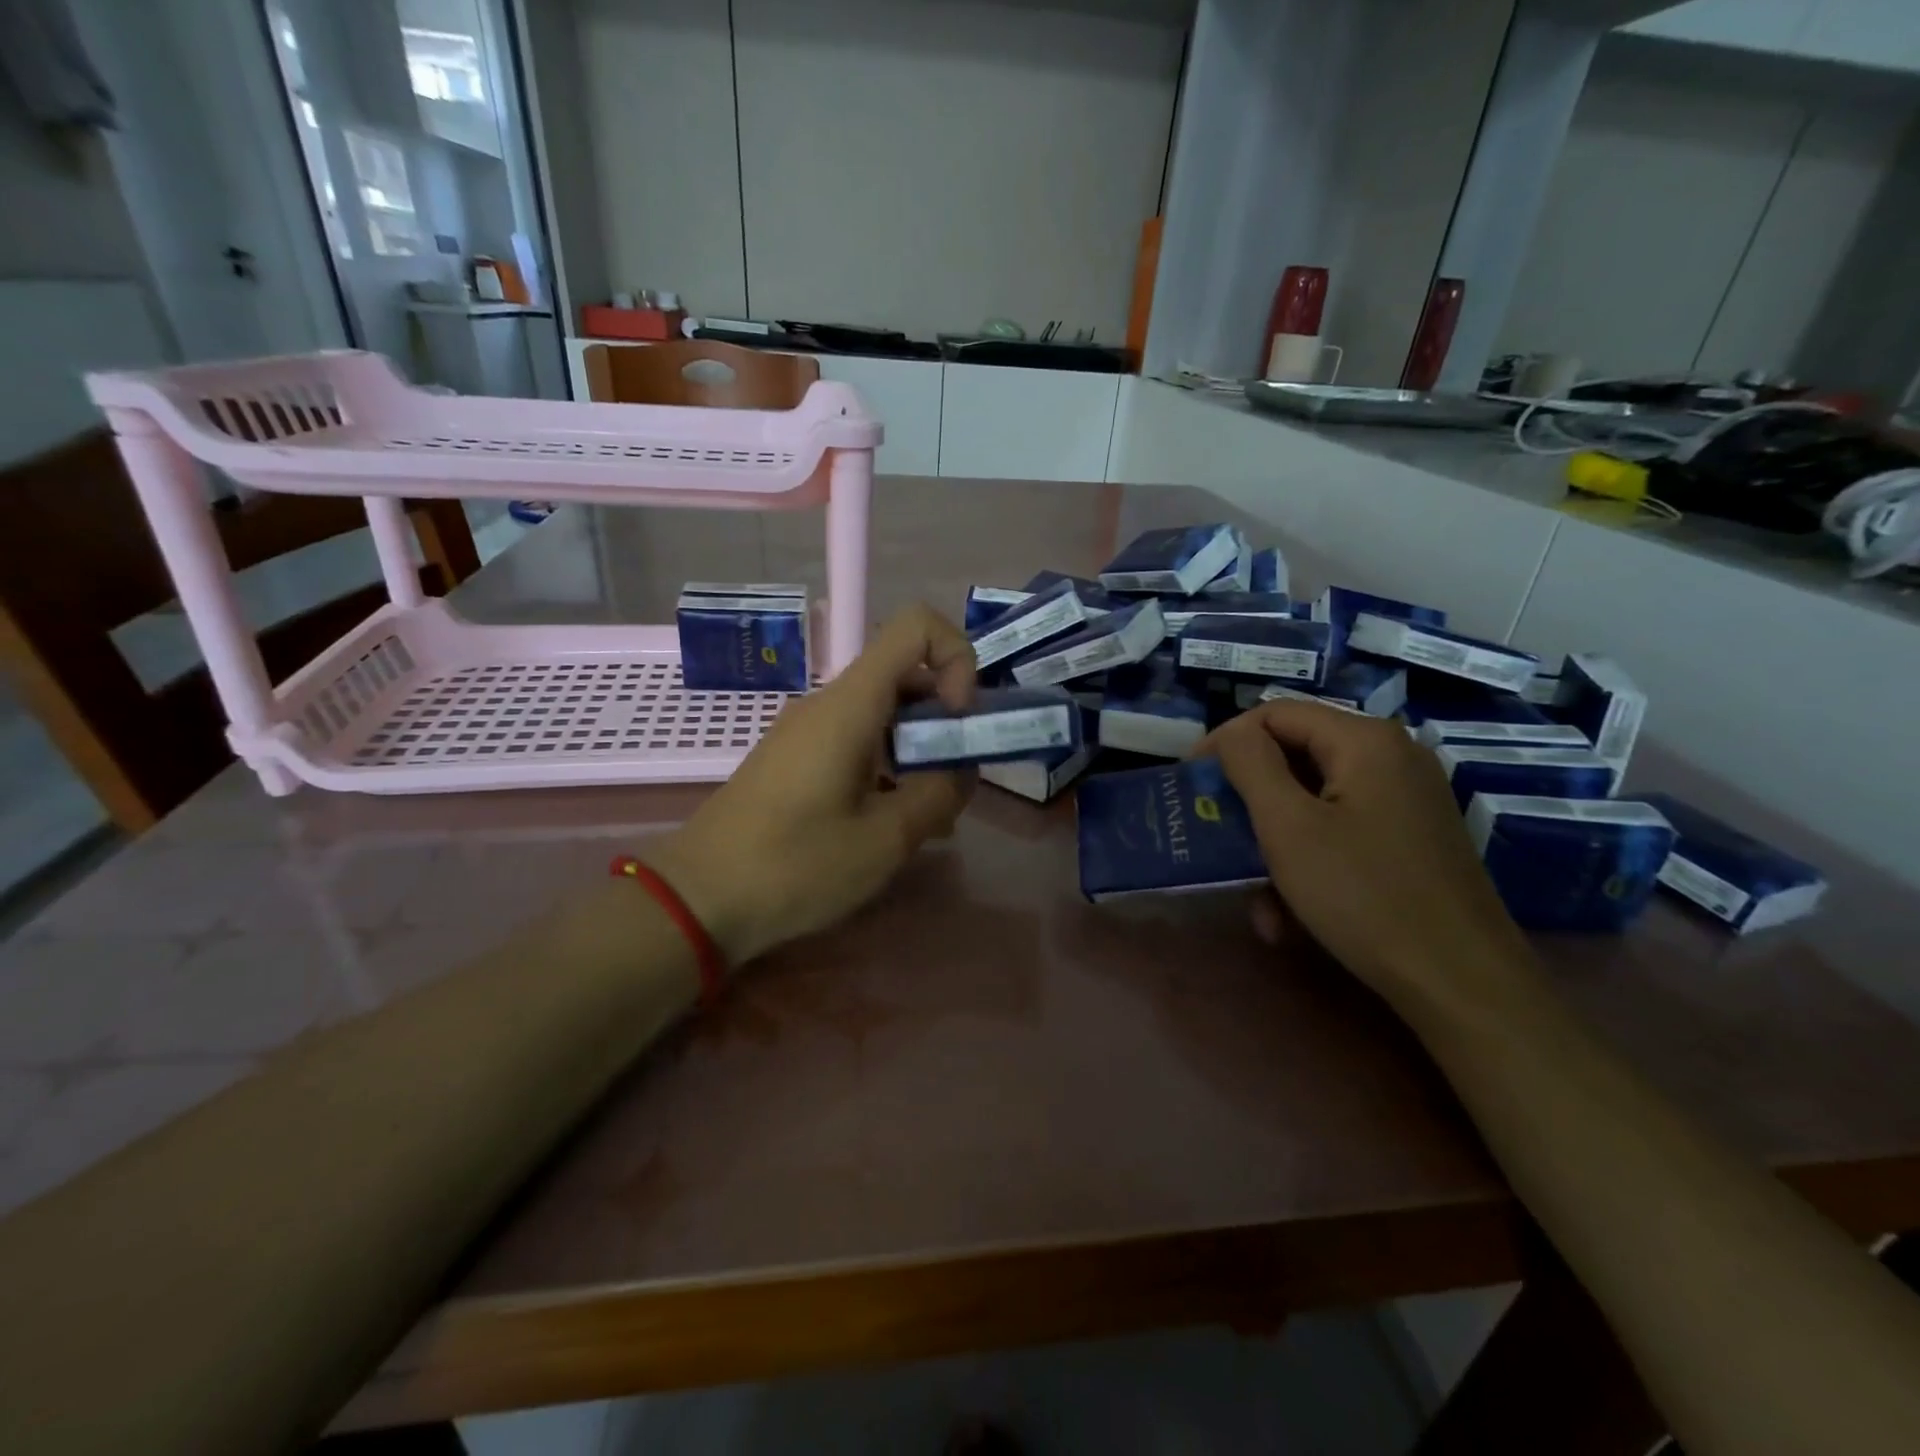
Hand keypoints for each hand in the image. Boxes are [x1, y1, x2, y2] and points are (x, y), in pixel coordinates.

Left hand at [648, 604, 976, 966]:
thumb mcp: (885, 838)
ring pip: (884, 713)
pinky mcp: (796, 760)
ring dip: (921, 749)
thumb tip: (962, 770)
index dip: (956, 657)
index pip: (915, 626)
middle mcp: (828, 704)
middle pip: (905, 675)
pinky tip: (894, 822)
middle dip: (946, 717)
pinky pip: (857, 741)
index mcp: (850, 704)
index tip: (959, 721)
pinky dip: (890, 766)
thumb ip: (939, 794)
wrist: (697, 899)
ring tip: (933, 815)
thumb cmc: (795, 865)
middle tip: (957, 781)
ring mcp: (808, 731)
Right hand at [1199, 700, 1534, 1008]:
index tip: (1190, 783)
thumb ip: (1251, 765)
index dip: (1224, 742)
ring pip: (1315, 801)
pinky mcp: (1411, 839)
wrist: (1463, 982)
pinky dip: (1308, 861)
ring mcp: (1406, 799)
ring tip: (1253, 893)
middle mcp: (1391, 757)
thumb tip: (1233, 734)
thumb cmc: (1363, 895)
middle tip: (1214, 832)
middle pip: (1295, 755)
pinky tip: (1289, 915)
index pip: (1274, 714)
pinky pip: (1342, 831)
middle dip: (1249, 800)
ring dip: (1274, 842)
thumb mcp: (1289, 827)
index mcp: (1364, 740)